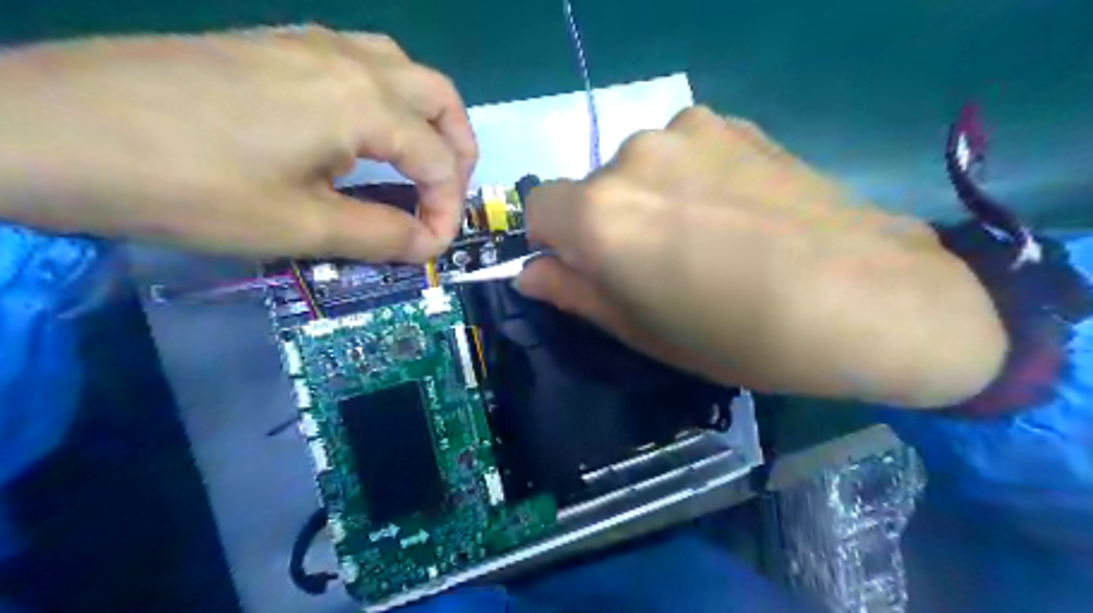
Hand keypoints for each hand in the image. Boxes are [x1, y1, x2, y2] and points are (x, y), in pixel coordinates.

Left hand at [0, 27, 478, 260]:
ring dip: (427, 118)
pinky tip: (363, 132)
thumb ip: (380, 236)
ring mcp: (308, 43)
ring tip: (418, 162)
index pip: (438, 160)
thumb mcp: (299, 227)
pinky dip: (387, 98)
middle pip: (440, 96)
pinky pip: (360, 61)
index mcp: (362, 102)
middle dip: (459, 150)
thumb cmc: (188, 186)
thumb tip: (427, 244)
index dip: (446, 210)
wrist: (44, 129)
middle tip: (446, 195)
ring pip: (403, 69)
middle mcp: (348, 60)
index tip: (432, 248)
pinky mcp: (273, 44)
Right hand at [521, 109, 1007, 408]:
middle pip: (590, 188)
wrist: (865, 298)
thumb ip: (575, 294)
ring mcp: (687, 130)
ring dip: (651, 197)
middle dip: (608, 224)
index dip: (557, 244)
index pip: (538, 210)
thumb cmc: (738, 335)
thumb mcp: (642, 331)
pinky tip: (738, 210)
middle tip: (661, 264)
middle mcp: (632, 156)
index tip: (591, 270)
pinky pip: (684, 150)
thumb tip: (530, 272)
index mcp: (600, 215)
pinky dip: (692, 177)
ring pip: (638, 168)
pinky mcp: (733, 121)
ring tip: (708, 236)